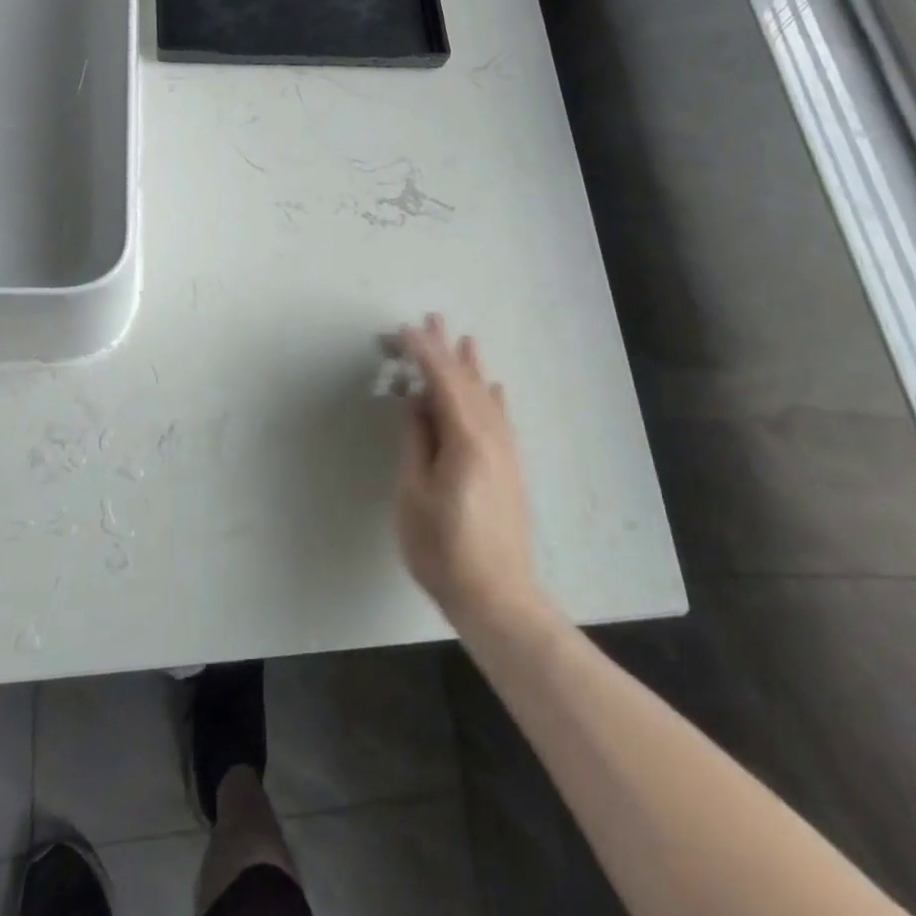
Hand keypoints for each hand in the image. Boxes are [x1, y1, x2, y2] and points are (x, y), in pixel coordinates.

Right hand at [394, 316, 543, 631]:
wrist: (498, 596)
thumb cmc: (443, 549)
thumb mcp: (414, 495)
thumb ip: (416, 443)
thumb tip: (415, 403)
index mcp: (465, 440)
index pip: (441, 383)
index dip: (423, 354)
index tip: (404, 330)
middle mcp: (492, 438)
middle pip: (466, 383)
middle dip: (446, 350)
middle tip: (431, 319)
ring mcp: (506, 452)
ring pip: (486, 397)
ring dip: (471, 367)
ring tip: (464, 339)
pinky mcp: (511, 468)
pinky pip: (501, 418)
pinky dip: (492, 396)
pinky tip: (492, 387)